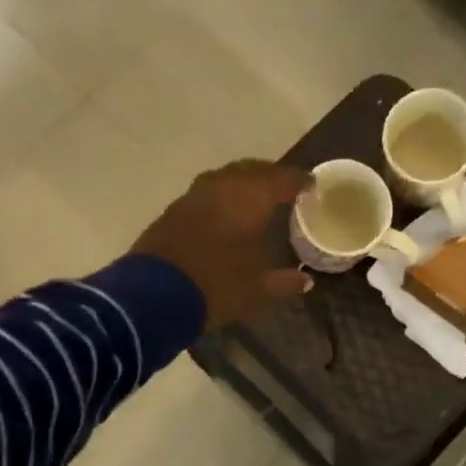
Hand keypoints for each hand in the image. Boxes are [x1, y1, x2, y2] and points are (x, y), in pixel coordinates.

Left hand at [133, 160, 313, 328]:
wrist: (155, 296)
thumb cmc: (217, 287)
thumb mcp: (257, 290)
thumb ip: (283, 282)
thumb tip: (305, 281)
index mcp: (249, 199)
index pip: (280, 179)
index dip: (298, 181)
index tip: (311, 185)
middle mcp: (222, 187)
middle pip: (251, 170)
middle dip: (270, 175)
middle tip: (285, 187)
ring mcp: (193, 196)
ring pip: (225, 177)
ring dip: (243, 182)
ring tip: (256, 196)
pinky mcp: (173, 210)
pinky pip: (207, 192)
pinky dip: (223, 195)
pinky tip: (226, 212)